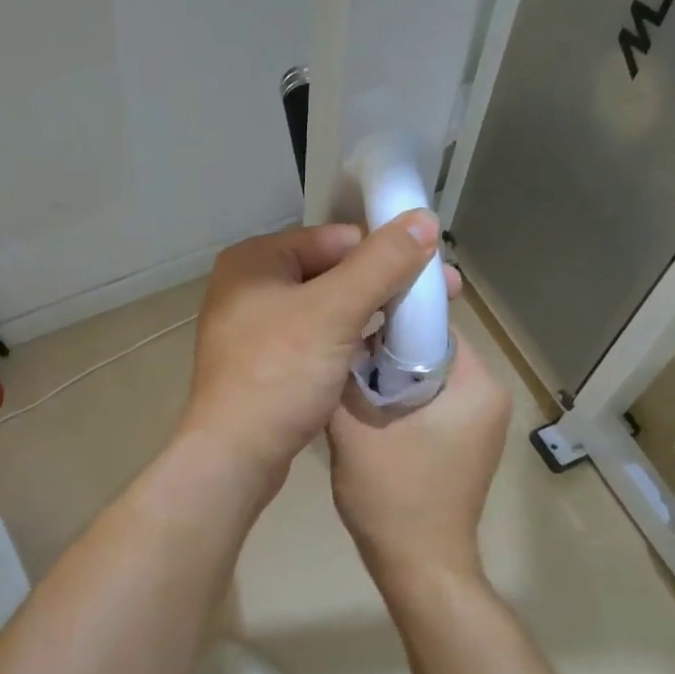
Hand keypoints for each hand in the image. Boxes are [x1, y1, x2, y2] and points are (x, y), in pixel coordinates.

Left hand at [180, 212, 454, 487]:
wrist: (234, 456)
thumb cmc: (280, 375)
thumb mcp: (335, 312)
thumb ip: (381, 263)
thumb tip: (423, 218)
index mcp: (255, 260)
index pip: (336, 238)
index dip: (387, 252)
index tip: (434, 274)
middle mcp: (248, 287)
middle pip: (331, 272)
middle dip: (384, 286)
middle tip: (439, 301)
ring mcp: (252, 329)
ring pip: (325, 309)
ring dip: (368, 316)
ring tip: (415, 330)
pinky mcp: (262, 366)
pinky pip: (313, 341)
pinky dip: (345, 344)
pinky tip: (378, 356)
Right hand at [327, 334, 511, 593]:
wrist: (420, 567)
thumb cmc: (393, 496)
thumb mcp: (354, 429)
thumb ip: (344, 377)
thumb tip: (337, 340)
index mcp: (477, 384)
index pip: (432, 325)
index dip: (387, 320)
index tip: (348, 326)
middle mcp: (489, 396)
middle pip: (429, 351)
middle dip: (384, 352)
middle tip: (340, 359)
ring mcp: (481, 423)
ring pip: (426, 378)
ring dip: (388, 379)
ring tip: (347, 385)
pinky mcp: (466, 444)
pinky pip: (430, 403)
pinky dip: (399, 402)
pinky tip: (366, 415)